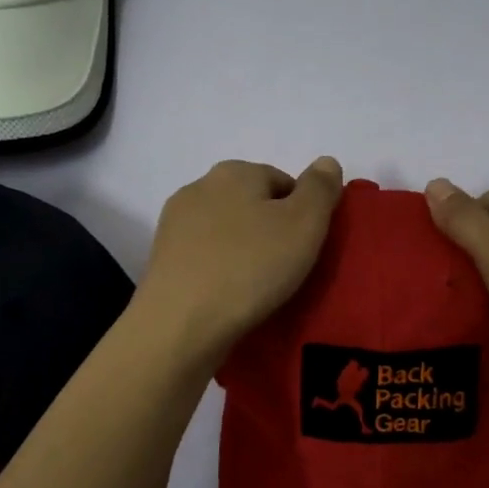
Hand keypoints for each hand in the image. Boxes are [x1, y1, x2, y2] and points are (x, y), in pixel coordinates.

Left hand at [138, 158, 344, 361]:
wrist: (180, 325)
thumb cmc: (249, 268)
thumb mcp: (304, 224)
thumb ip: (320, 189)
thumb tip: (326, 162)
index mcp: (235, 171)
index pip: (283, 182)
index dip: (303, 215)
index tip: (307, 248)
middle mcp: (199, 187)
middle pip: (252, 204)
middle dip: (271, 231)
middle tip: (288, 269)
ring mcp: (175, 223)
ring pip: (227, 231)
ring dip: (245, 251)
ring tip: (259, 288)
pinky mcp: (162, 258)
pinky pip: (206, 256)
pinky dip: (221, 270)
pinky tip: (231, 297)